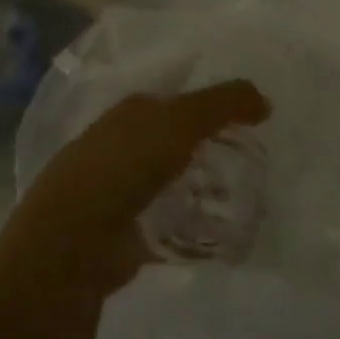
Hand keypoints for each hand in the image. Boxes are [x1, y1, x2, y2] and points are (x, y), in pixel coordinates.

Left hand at [4, 81, 271, 296]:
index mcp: (131, 111)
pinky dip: (191, 227)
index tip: (250, 115)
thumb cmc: (125, 165)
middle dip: (209, 147)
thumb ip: (226, 103)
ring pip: (172, 181)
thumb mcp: (182, 120)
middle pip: (175, 140)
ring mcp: (119, 191)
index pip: (177, 98)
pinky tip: (220, 232)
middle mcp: (122, 145)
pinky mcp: (124, 233)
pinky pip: (168, 224)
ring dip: (202, 187)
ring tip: (244, 195)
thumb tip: (265, 101)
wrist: (74, 240)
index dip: (212, 102)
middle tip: (253, 156)